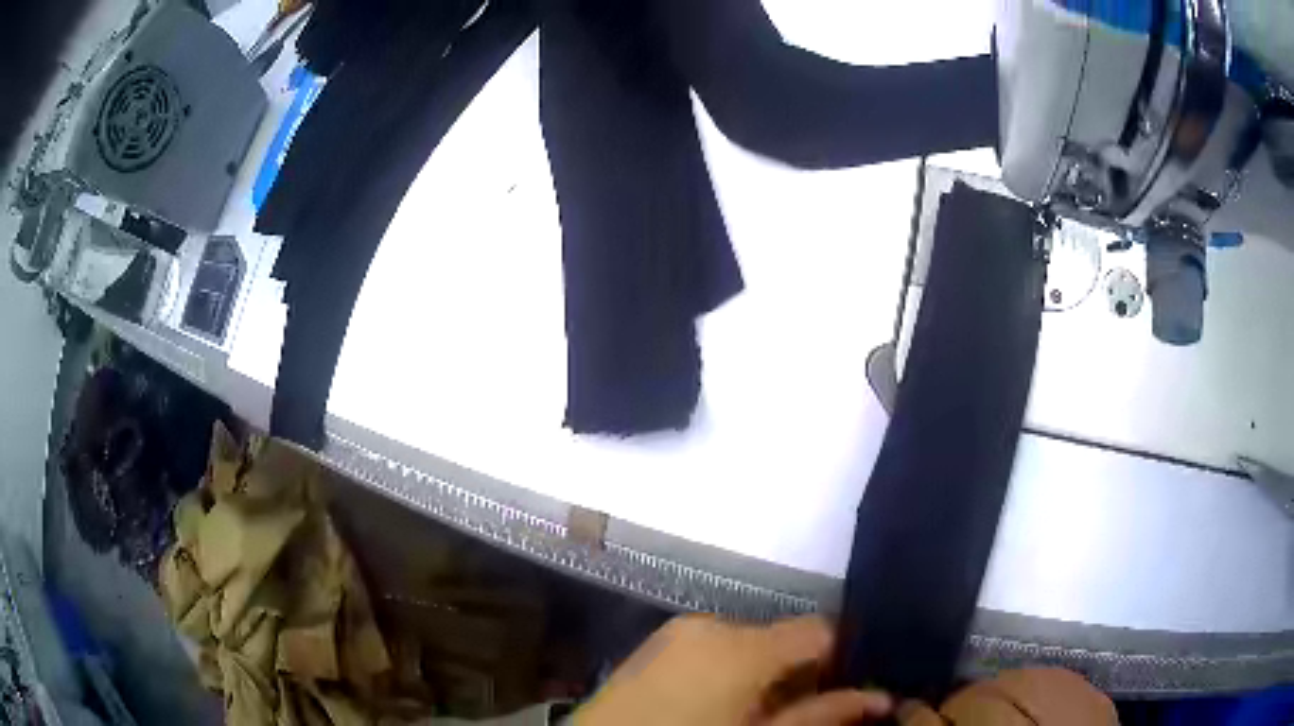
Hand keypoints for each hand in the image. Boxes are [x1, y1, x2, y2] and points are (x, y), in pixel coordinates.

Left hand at [574, 615, 891, 725]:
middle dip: (802, 671)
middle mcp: (709, 623)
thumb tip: (880, 698)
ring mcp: (674, 633)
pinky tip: (722, 707)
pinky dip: (730, 672)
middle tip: (804, 711)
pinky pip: (711, 650)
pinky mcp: (652, 647)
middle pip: (782, 637)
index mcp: (741, 643)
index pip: (820, 628)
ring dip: (766, 674)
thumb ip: (822, 715)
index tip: (852, 688)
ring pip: (747, 644)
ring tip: (761, 713)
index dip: (843, 658)